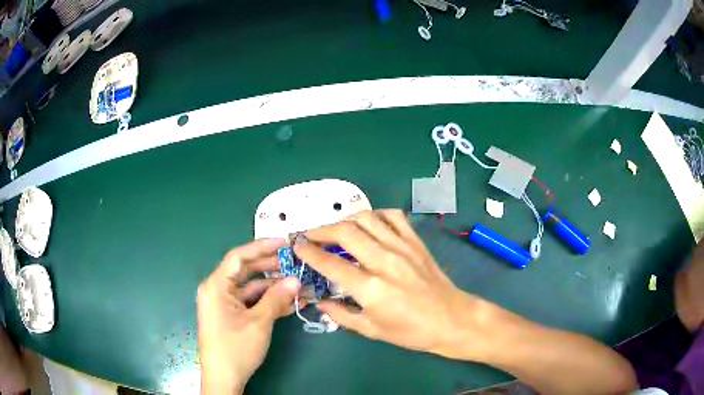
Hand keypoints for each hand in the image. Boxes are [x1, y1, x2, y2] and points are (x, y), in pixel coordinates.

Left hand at [197, 239, 300, 393]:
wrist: (224, 378)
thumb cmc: (235, 348)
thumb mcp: (258, 322)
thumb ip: (277, 298)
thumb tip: (296, 280)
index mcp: (216, 286)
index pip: (238, 257)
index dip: (261, 247)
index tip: (284, 242)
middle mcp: (217, 290)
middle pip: (245, 272)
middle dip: (271, 268)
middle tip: (295, 264)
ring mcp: (224, 304)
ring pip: (251, 289)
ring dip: (273, 288)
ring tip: (298, 286)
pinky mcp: (231, 316)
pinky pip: (250, 303)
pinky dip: (267, 302)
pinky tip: (288, 304)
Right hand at [293, 209, 489, 359]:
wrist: (451, 319)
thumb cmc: (411, 331)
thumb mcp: (371, 330)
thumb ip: (341, 314)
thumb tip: (319, 302)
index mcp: (371, 288)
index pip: (331, 263)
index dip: (309, 252)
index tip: (296, 245)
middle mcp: (385, 261)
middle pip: (346, 232)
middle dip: (321, 230)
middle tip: (310, 235)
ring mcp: (403, 247)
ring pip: (367, 218)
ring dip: (345, 219)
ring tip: (336, 229)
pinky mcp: (416, 242)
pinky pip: (393, 217)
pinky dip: (376, 215)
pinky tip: (369, 224)